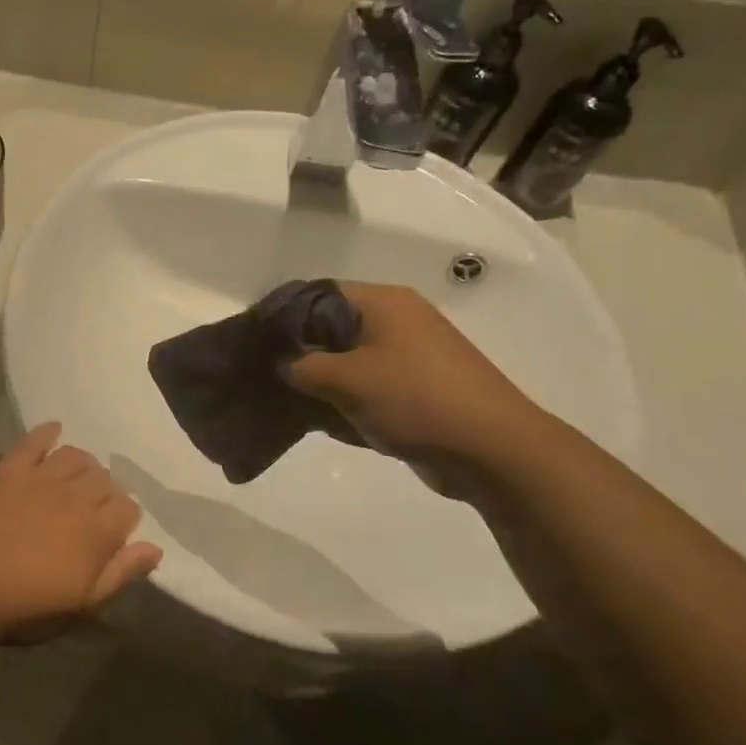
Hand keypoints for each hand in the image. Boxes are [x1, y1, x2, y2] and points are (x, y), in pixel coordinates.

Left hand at [0, 424, 162, 641]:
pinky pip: (35, 440)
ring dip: (82, 465)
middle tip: (88, 510)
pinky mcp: (10, 470)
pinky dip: (48, 432)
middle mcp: (75, 496)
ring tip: (73, 479)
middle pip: (105, 479)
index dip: (123, 519)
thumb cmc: (28, 607)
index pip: (128, 507)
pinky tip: (53, 432)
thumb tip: (155, 547)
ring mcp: (41, 478)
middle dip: (104, 492)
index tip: (111, 532)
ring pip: (76, 456)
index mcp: (98, 531)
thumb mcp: (84, 604)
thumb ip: (122, 573)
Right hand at [281, 283, 543, 486]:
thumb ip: (302, 366)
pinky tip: (317, 419)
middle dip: (297, 350)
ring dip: (318, 379)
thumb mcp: (346, 380)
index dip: (282, 314)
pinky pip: (366, 385)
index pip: (317, 294)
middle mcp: (397, 321)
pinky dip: (342, 398)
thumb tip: (281, 362)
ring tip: (281, 399)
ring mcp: (408, 356)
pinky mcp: (414, 388)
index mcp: (384, 303)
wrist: (492, 450)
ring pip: (346, 359)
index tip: (253, 341)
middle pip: (331, 326)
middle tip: (261, 373)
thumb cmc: (415, 400)